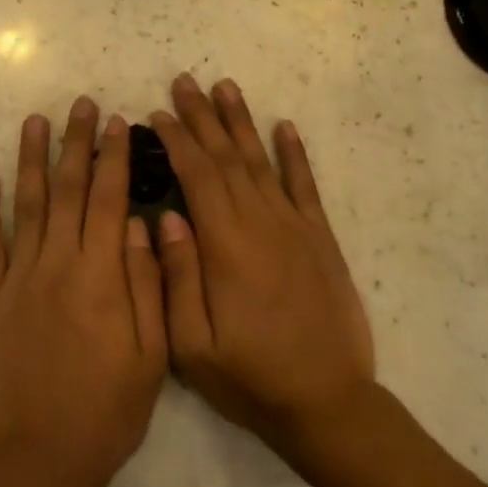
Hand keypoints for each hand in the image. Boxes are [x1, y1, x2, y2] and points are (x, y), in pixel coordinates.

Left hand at [0, 99, 168, 486]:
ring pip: (27, 204)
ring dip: (31, 159)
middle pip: (69, 190)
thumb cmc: (107, 409)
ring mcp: (18, 276)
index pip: (110, 199)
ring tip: (34, 121)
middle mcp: (58, 262)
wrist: (40, 456)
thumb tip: (144, 225)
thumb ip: (148, 284)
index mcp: (101, 274)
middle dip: (76, 143)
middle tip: (80, 104)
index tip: (117, 122)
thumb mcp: (151, 354)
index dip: (114, 158)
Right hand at [150, 75, 374, 467]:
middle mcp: (261, 223)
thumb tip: (166, 217)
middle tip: (184, 81)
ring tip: (225, 87)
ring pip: (262, 161)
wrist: (329, 405)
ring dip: (241, 122)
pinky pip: (306, 186)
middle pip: (227, 156)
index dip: (177, 139)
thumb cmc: (251, 377)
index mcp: (226, 245)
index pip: (197, 175)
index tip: (158, 112)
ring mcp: (295, 228)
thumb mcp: (193, 344)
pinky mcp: (320, 240)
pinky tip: (285, 127)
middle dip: (202, 116)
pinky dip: (294, 154)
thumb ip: (176, 277)